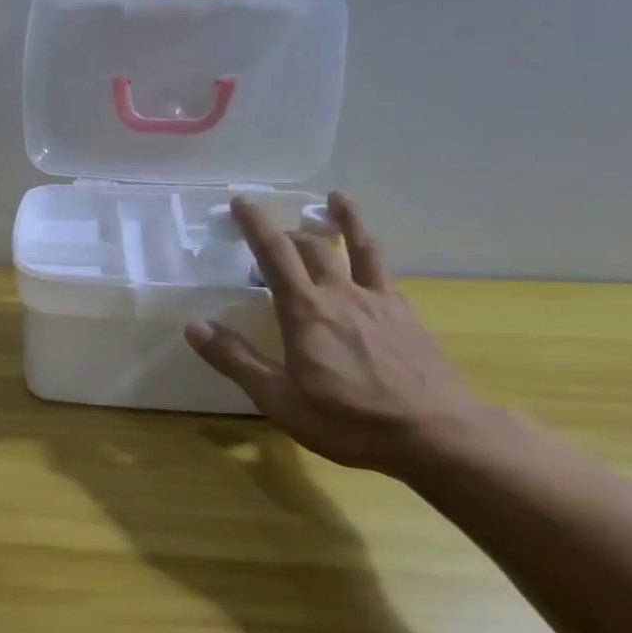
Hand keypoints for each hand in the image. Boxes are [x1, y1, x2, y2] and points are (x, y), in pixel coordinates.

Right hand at [185, 192, 491, 478]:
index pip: (275, 254)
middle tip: (271, 231)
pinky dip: (372, 250)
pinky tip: (370, 257)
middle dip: (287, 231)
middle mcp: (341, 294)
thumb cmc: (349, 420)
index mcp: (305, 311)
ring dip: (344, 219)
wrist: (437, 433)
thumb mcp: (279, 399)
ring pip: (358, 247)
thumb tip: (194, 326)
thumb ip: (236, 360)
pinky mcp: (405, 314)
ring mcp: (379, 301)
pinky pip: (384, 270)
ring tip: (336, 199)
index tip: (241, 201)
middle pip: (313, 247)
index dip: (256, 225)